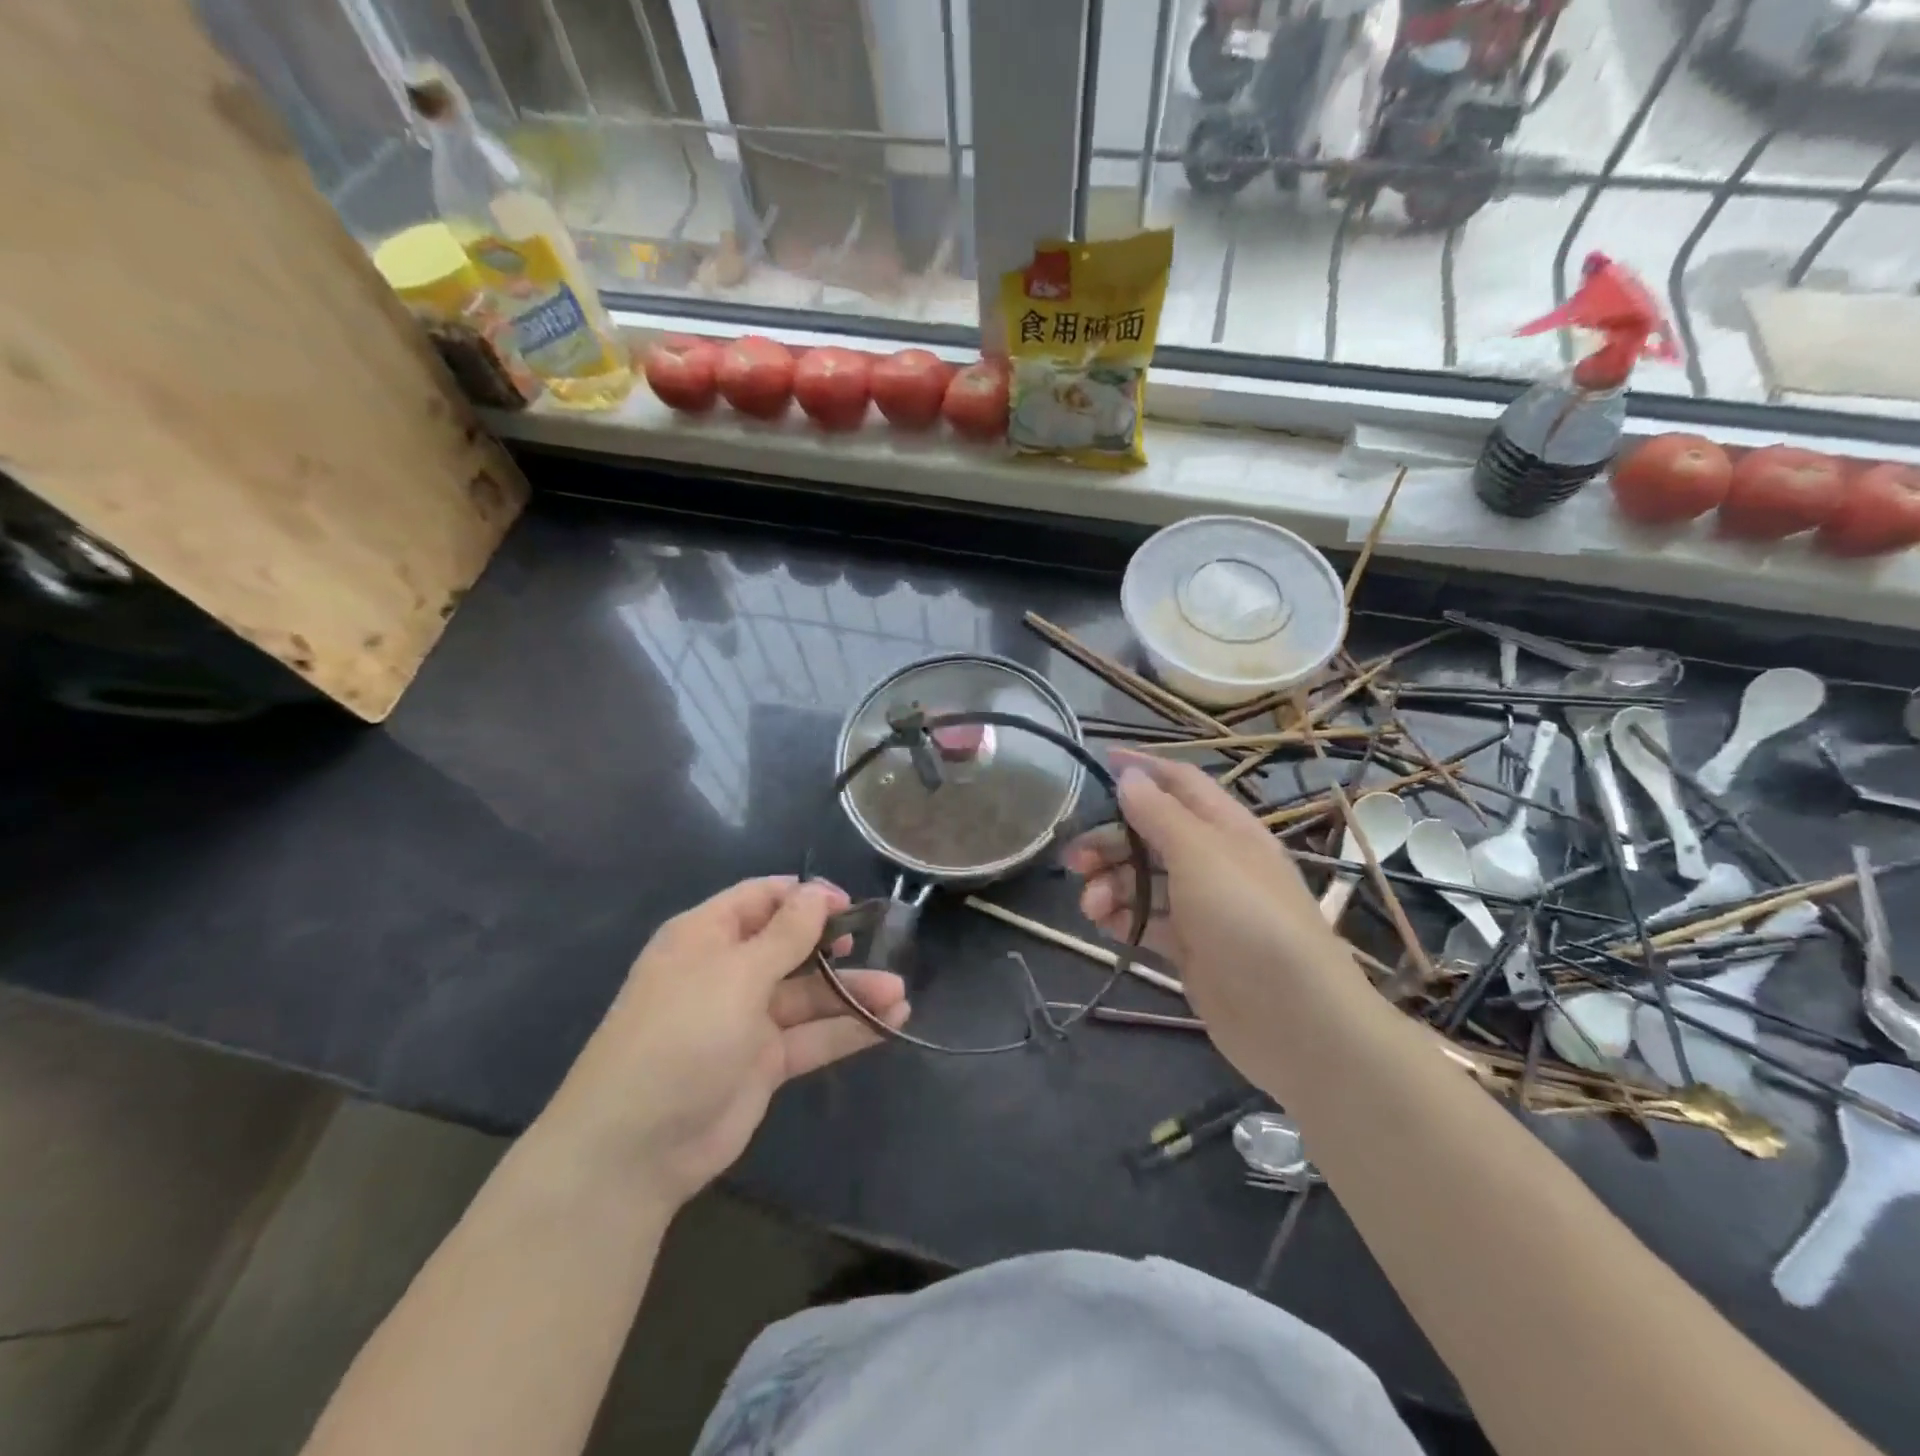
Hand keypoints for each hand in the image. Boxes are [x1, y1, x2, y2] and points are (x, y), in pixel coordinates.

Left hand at [540, 878, 908, 1212]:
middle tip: (876, 943)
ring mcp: (746, 1020)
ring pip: (808, 995)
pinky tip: (890, 1021)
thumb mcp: (737, 974)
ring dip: (852, 990)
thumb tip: (818, 892)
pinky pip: (812, 1037)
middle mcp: (728, 971)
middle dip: (835, 943)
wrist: (635, 1148)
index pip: (762, 898)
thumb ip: (786, 934)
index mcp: (708, 936)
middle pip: (791, 945)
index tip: (848, 904)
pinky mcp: (763, 1063)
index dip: (805, 896)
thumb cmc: (682, 1035)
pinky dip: (848, 1029)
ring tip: (899, 991)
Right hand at [1063, 752, 1360, 1079]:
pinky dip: (1122, 918)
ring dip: (1112, 883)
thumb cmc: (1247, 919)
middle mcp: (1215, 862)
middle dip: (1111, 840)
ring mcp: (1203, 908)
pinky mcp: (1192, 949)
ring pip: (1145, 880)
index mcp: (1227, 829)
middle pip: (1152, 835)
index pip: (1181, 783)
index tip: (1100, 762)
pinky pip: (1148, 922)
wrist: (1293, 1019)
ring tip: (1090, 904)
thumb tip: (1129, 775)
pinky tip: (1100, 923)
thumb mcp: (1200, 855)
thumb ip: (1160, 814)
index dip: (1143, 769)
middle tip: (1073, 858)